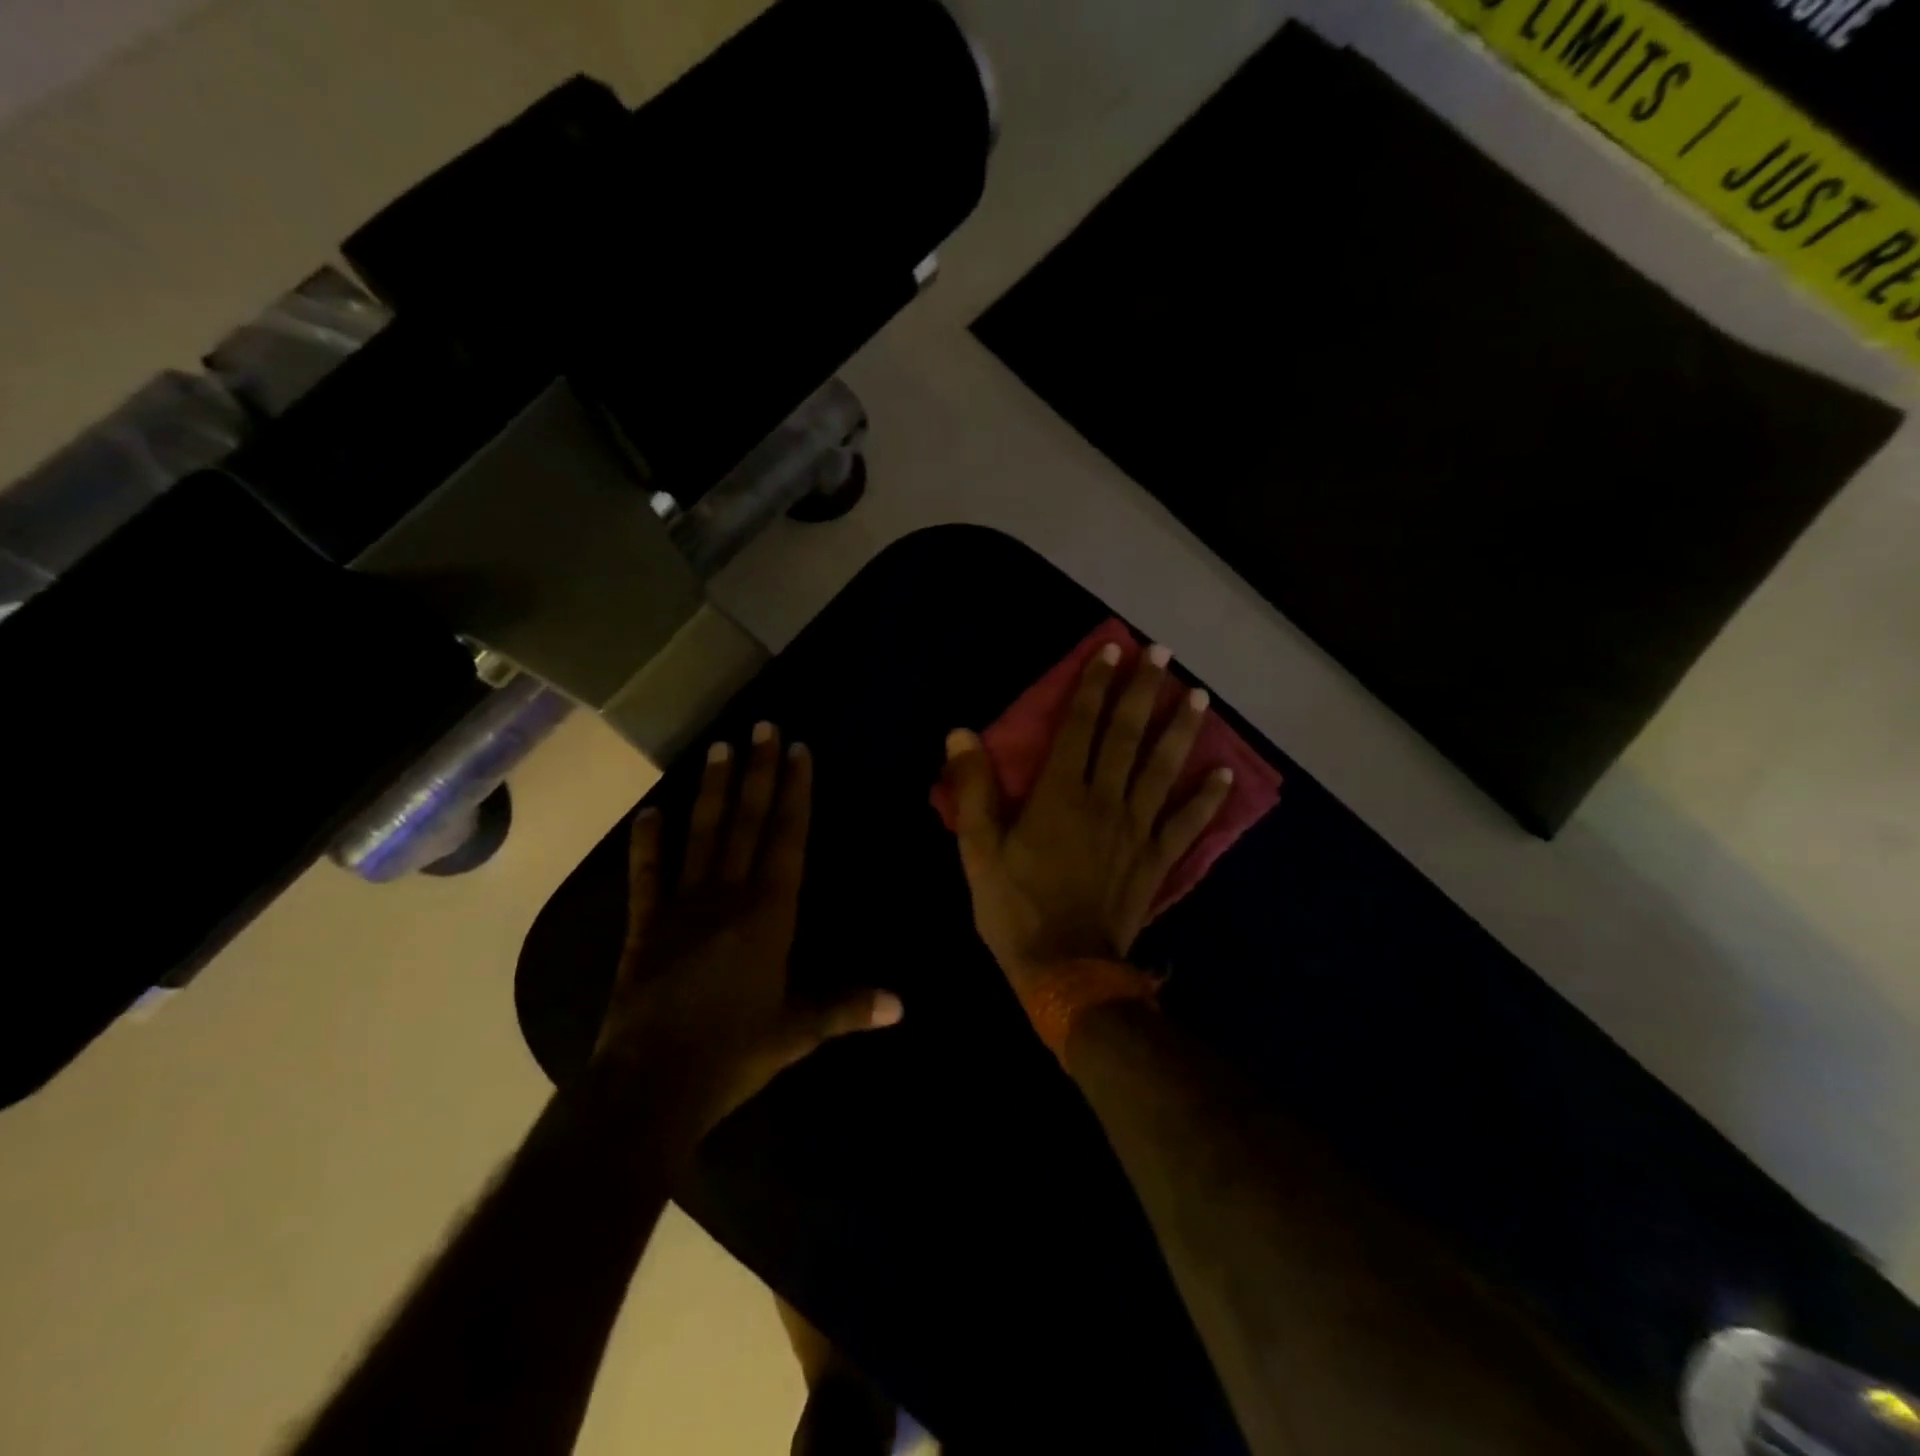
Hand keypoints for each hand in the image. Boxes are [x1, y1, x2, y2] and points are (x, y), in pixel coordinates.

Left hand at [593, 724, 902, 1137]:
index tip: (798, 750)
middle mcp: (728, 896)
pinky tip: (650, 812)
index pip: (786, 838)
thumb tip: (903, 1005)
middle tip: (763, 726)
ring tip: (720, 747)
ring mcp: (682, 907)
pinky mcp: (645, 926)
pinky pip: (647, 876)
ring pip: (702, 835)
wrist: (651, 1085)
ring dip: (713, 790)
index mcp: (769, 914)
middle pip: (747, 823)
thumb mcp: (798, 1031)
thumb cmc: (734, 1053)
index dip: (794, 792)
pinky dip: (647, 843)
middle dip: (758, 772)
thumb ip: (848, 1008)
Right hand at [939, 643, 1233, 993]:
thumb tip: (961, 734)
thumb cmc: (1015, 908)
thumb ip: (974, 790)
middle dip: (1143, 690)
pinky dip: (1206, 798)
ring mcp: (1137, 829)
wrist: (1065, 971)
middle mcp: (1104, 799)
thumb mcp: (978, 851)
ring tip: (1198, 695)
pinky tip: (1224, 774)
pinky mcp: (1156, 860)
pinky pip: (1186, 823)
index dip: (1094, 685)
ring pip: (1162, 769)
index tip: (1111, 649)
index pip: (1080, 725)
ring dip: (1180, 729)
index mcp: (1060, 794)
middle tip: (1162, 654)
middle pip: (1127, 735)